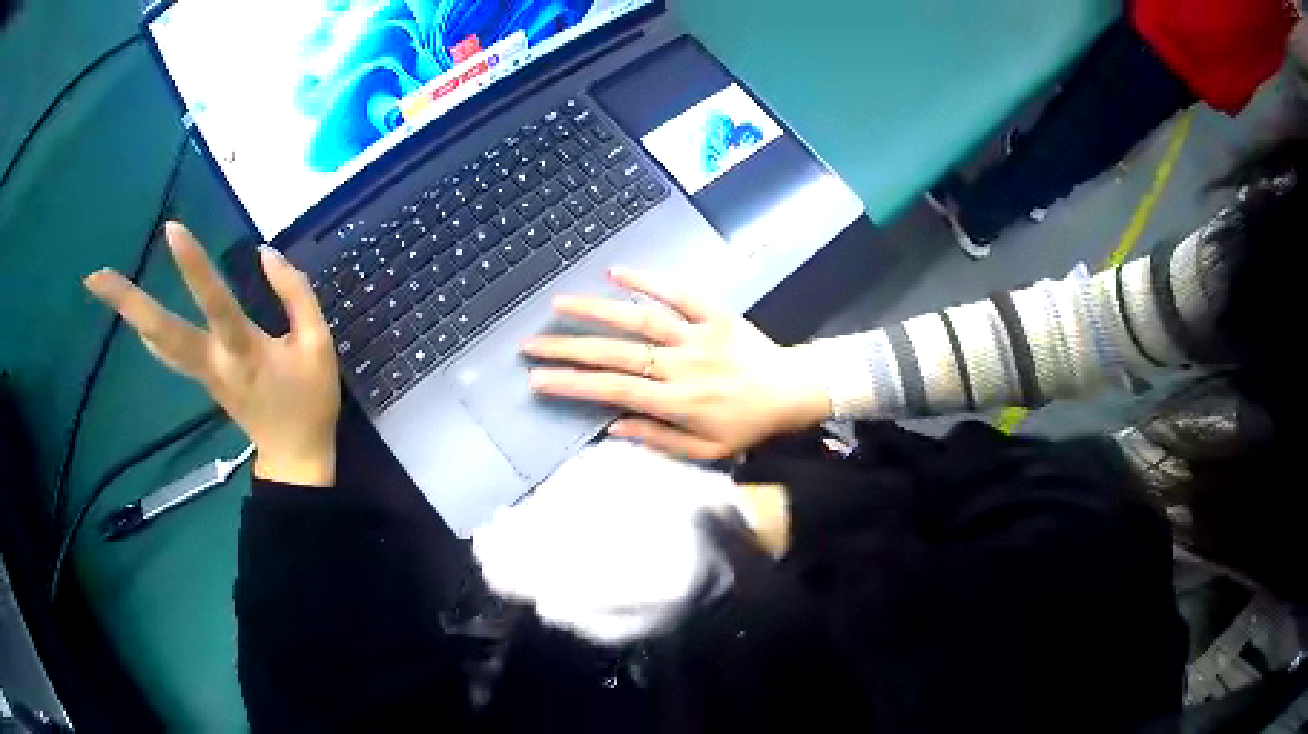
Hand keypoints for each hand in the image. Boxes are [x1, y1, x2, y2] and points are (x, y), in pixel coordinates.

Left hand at [84, 222, 340, 486]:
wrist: (295, 459)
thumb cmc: (309, 401)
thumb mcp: (319, 345)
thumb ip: (296, 294)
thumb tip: (265, 253)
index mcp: (244, 352)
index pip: (215, 304)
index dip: (194, 267)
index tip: (172, 230)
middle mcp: (212, 362)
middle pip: (162, 332)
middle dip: (127, 303)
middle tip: (93, 276)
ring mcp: (202, 373)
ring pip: (158, 343)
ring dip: (128, 314)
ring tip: (99, 284)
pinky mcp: (201, 378)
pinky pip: (167, 352)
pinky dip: (147, 331)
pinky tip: (135, 319)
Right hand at [524, 268, 830, 459]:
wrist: (793, 390)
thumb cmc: (748, 425)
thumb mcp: (707, 450)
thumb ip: (660, 439)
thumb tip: (613, 426)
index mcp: (677, 401)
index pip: (614, 390)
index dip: (573, 385)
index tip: (538, 380)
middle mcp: (681, 365)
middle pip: (616, 354)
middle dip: (568, 349)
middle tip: (532, 345)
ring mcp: (697, 335)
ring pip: (639, 320)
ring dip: (596, 311)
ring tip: (559, 305)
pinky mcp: (714, 314)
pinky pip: (679, 294)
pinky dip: (648, 280)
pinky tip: (615, 271)